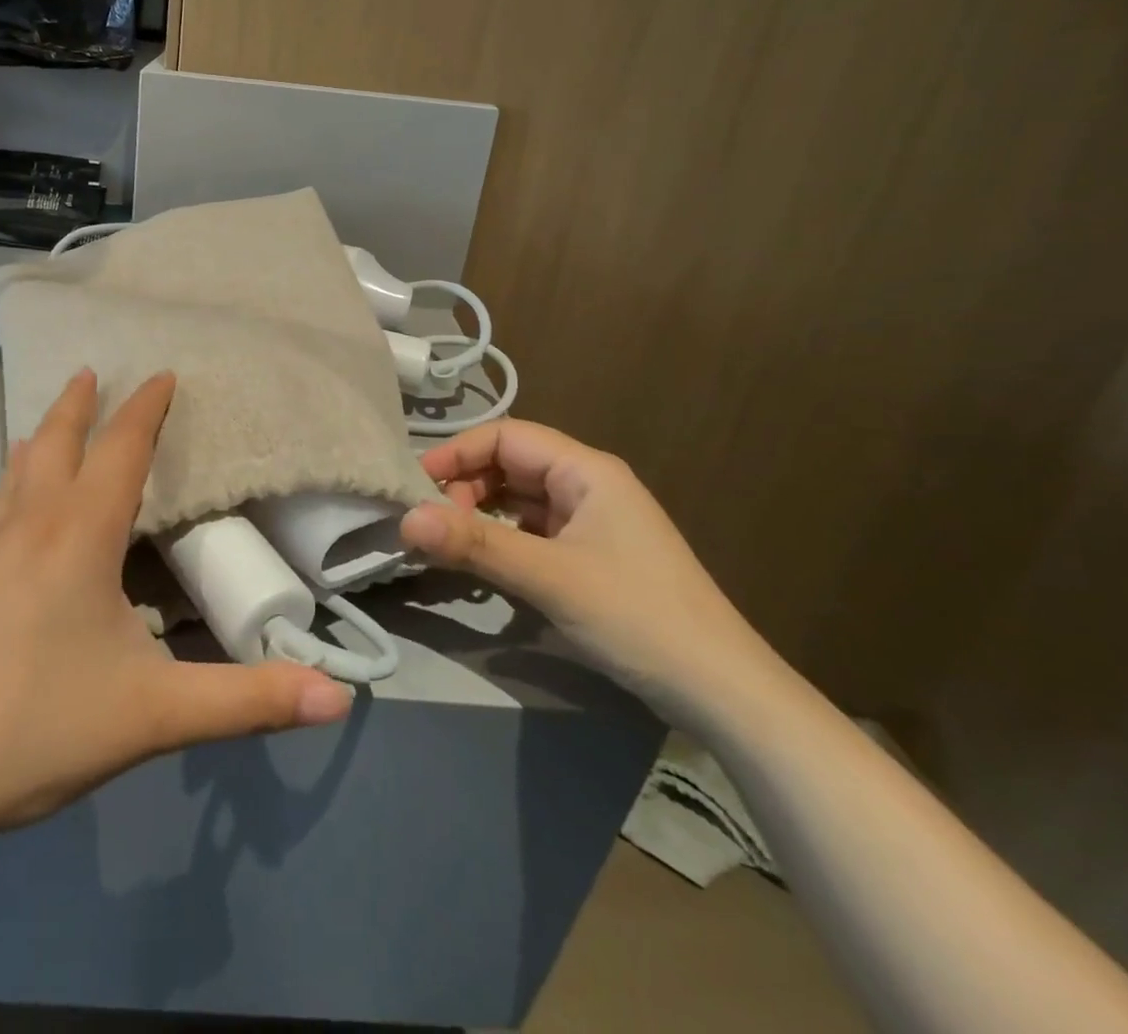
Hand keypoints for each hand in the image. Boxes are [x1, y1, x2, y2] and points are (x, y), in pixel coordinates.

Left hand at [0, 369, 352, 859]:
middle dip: (79, 405)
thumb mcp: (153, 715)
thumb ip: (247, 701)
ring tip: (47, 421)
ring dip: (40, 436)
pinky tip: (9, 506)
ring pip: (16, 473)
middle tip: (91, 370)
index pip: (120, 451)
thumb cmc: (31, 727)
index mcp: (79, 536)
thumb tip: (340, 699)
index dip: (145, 409)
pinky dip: (14, 481)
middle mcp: (28, 527)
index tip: (162, 373)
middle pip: (55, 443)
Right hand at [400, 419, 774, 722]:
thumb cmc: (637, 617)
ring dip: (479, 514)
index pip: (505, 436)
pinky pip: (532, 531)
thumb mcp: (550, 577)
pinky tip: (481, 562)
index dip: (456, 453)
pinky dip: (501, 539)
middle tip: (431, 524)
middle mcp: (587, 485)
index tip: (414, 487)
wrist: (722, 691)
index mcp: (586, 470)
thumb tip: (405, 519)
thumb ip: (476, 544)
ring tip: (446, 543)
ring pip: (518, 500)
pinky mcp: (590, 555)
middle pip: (509, 464)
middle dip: (464, 486)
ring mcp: (591, 521)